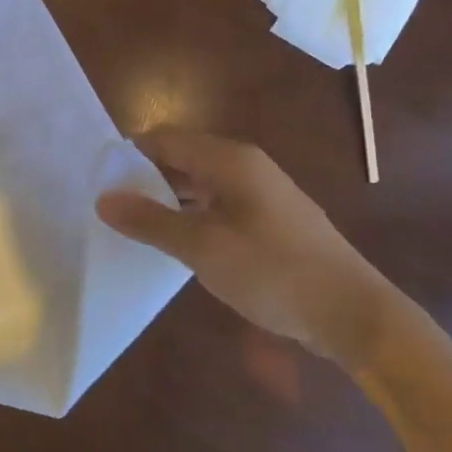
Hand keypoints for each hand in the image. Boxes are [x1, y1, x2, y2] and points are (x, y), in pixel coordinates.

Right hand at [96, 128, 389, 362]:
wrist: (352, 312)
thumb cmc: (272, 271)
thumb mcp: (202, 247)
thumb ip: (150, 221)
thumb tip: (104, 199)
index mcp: (230, 160)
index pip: (165, 138)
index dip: (130, 154)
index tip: (99, 180)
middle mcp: (246, 166)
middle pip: (183, 157)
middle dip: (146, 177)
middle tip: (112, 206)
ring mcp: (262, 193)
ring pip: (201, 183)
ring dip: (168, 198)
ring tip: (136, 225)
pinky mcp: (271, 220)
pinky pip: (219, 205)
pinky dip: (193, 215)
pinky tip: (178, 242)